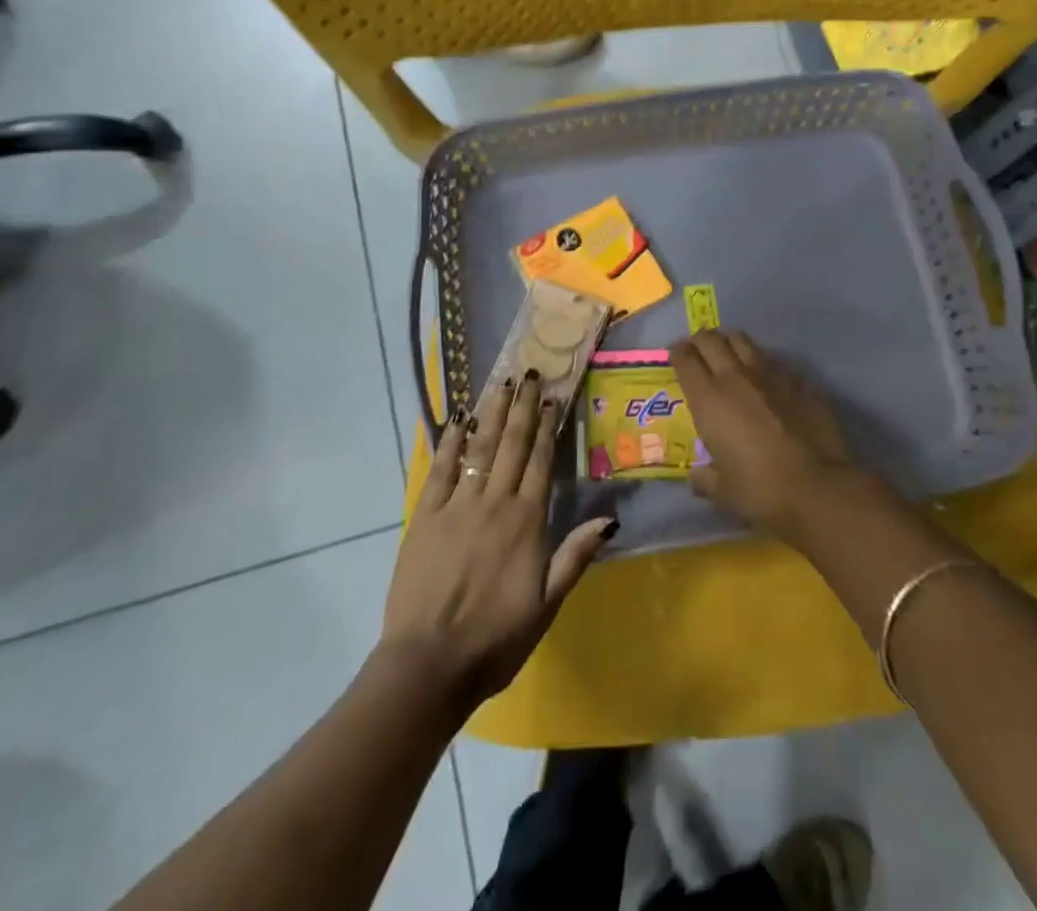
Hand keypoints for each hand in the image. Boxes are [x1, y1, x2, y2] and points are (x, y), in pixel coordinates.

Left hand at [380, 373, 614, 708]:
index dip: (548, 427)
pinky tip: (458, 419)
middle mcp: (494, 502)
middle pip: (512, 445)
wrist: (428, 664)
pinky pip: (441, 469)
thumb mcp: (548, 605)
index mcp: (526, 521)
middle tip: (528, 373)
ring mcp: (457, 505)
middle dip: (522, 407)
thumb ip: (576, 555)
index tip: (553, 397)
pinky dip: (451, 441)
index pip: (541, 461)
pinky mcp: (425, 515)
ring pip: (480, 448)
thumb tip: (611, 516)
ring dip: (492, 413)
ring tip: (501, 383)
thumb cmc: (496, 639)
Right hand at [671, 330, 864, 543]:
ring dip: (730, 343)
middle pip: (711, 339)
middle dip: (700, 341)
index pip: (685, 359)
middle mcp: (736, 378)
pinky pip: (774, 361)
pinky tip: (766, 379)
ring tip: (729, 355)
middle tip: (698, 351)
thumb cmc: (760, 491)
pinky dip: (763, 364)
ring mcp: (770, 375)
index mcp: (708, 400)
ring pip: (743, 341)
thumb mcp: (722, 492)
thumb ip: (705, 480)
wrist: (816, 488)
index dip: (677, 353)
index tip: (675, 355)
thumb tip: (696, 477)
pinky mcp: (798, 381)